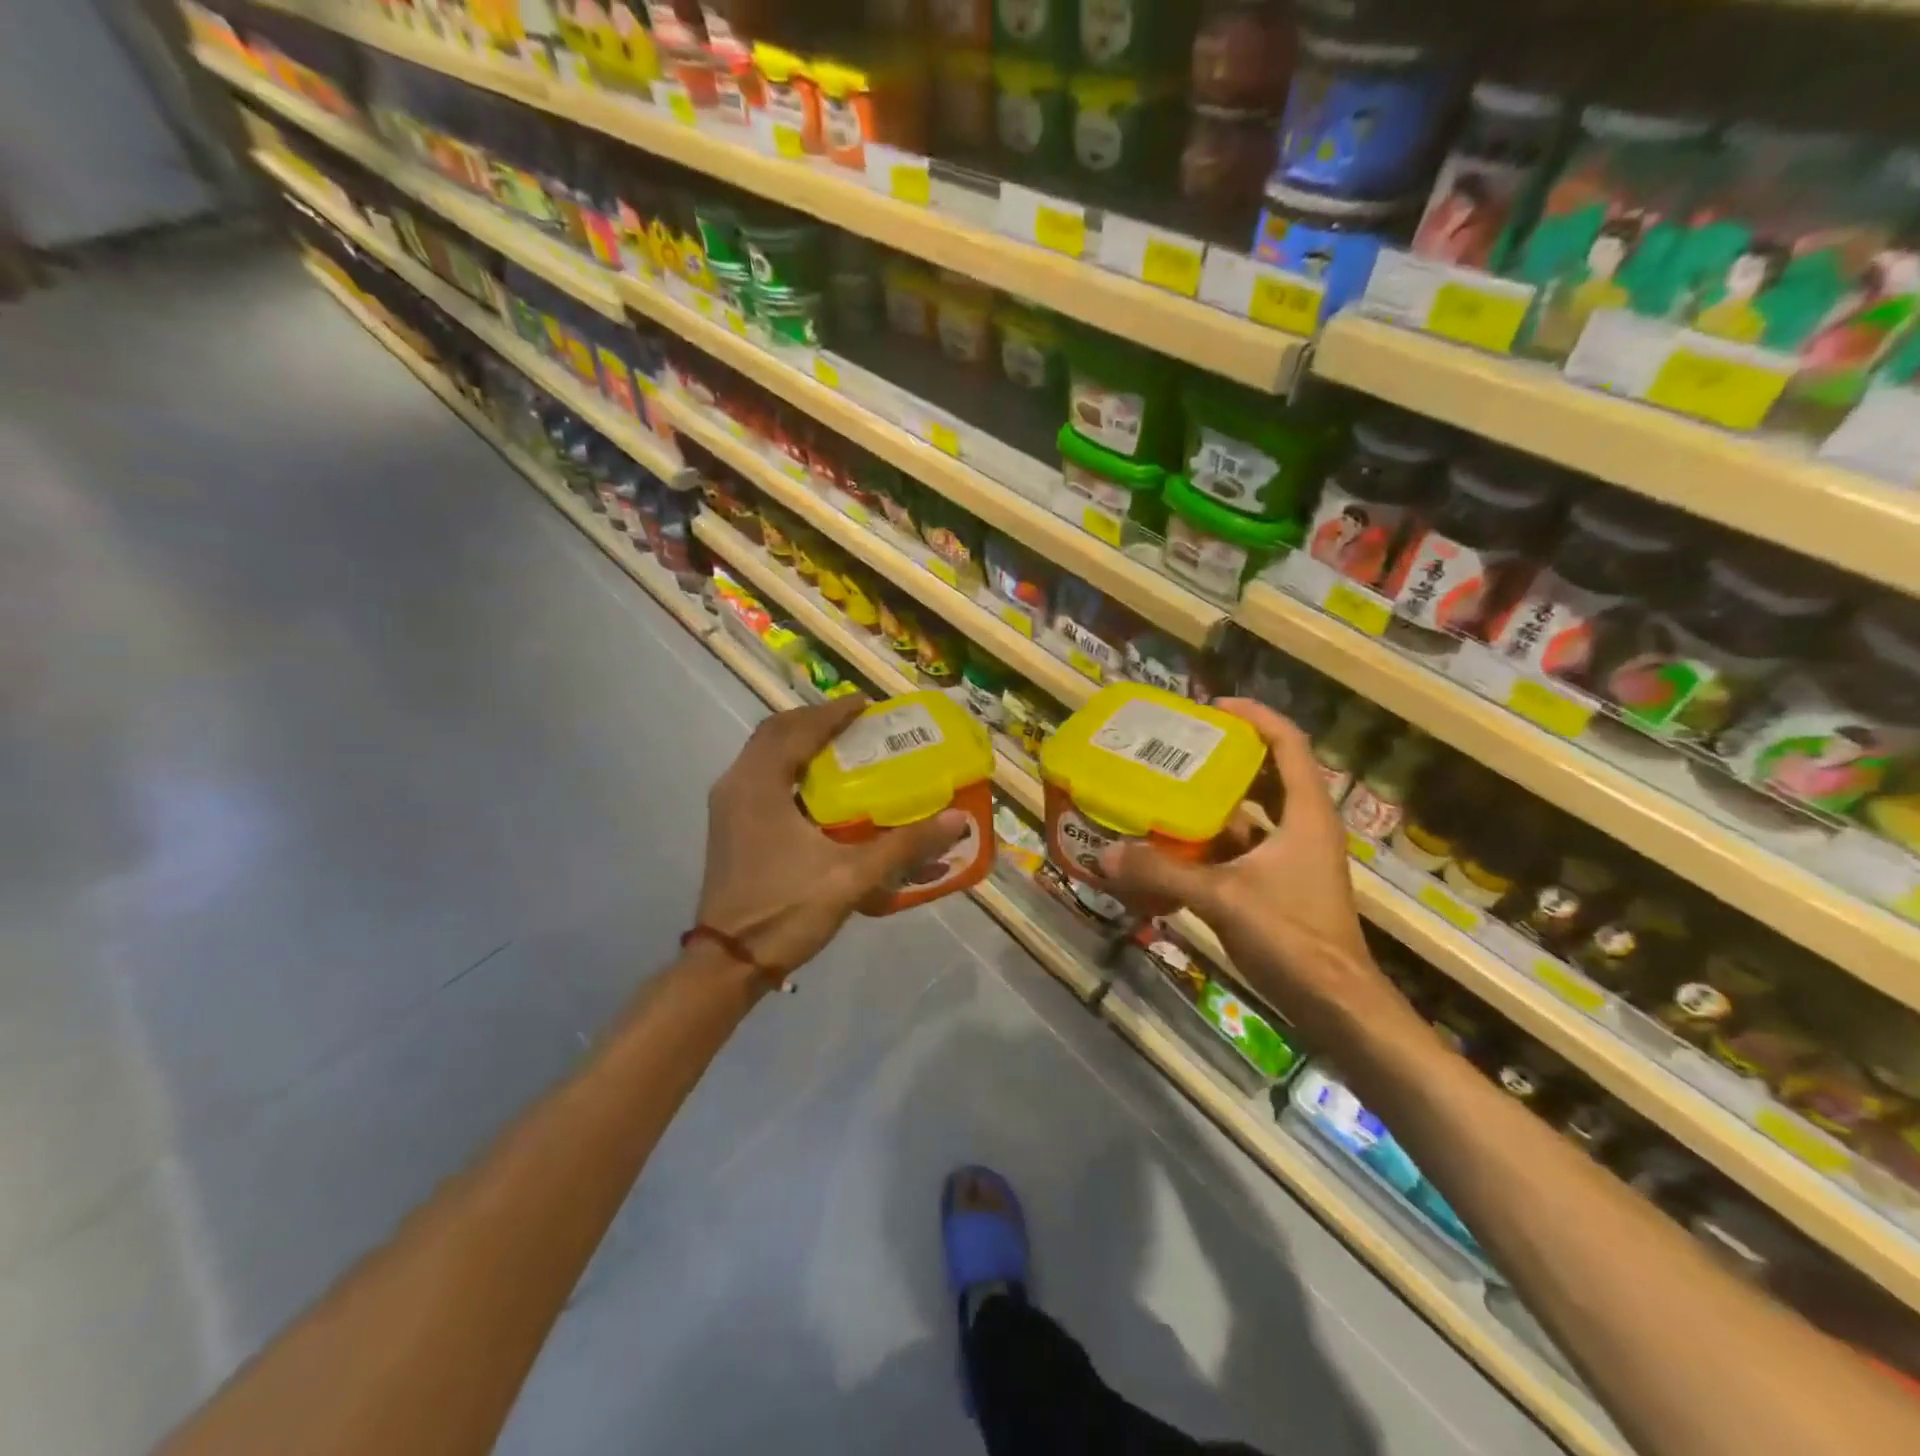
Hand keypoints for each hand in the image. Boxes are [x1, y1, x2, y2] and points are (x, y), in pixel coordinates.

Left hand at [696, 698, 967, 978]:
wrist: (728, 964)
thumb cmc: (785, 912)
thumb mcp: (851, 877)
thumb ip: (904, 845)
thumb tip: (956, 819)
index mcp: (759, 785)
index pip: (798, 730)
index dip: (834, 713)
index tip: (867, 704)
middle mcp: (736, 784)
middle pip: (776, 733)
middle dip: (815, 722)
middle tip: (856, 724)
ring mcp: (727, 806)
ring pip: (764, 754)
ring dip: (800, 742)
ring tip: (841, 747)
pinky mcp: (729, 826)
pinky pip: (760, 776)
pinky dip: (789, 767)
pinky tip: (818, 788)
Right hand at [1097, 699, 1398, 1036]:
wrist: (1336, 1005)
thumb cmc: (1292, 937)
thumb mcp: (1222, 897)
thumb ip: (1163, 873)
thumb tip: (1105, 853)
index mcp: (1305, 814)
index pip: (1288, 744)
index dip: (1255, 717)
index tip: (1213, 708)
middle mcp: (1302, 828)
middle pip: (1266, 775)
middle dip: (1225, 759)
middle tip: (1178, 751)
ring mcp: (1292, 860)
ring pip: (1250, 817)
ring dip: (1213, 806)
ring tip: (1166, 794)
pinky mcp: (1279, 887)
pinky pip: (1241, 852)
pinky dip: (1210, 846)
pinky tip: (1173, 851)